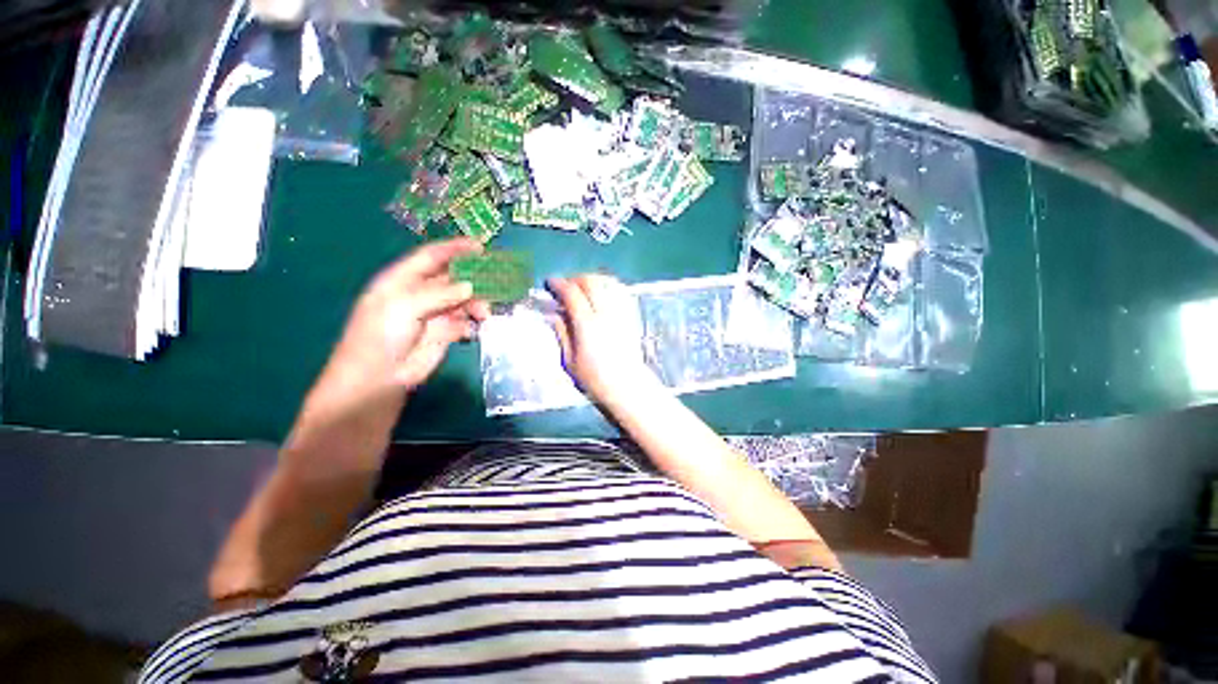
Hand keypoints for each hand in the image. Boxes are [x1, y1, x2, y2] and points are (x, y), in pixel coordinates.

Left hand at [311, 239, 489, 415]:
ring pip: (463, 300)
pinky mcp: (445, 333)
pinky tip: (475, 329)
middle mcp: (421, 293)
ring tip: (485, 313)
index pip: (432, 257)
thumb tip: (470, 287)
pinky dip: (473, 324)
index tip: (481, 246)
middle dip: (473, 277)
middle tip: (496, 279)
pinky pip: (466, 322)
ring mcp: (434, 314)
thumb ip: (438, 294)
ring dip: (477, 303)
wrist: (378, 379)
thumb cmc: (381, 336)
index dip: (455, 249)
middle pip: (452, 278)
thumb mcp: (404, 307)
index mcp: (403, 280)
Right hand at [548, 274, 659, 405]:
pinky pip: (620, 290)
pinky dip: (608, 285)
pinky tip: (601, 292)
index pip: (572, 293)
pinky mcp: (632, 315)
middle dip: (574, 279)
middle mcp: (606, 313)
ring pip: (607, 282)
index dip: (558, 284)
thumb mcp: (569, 361)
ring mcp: (621, 312)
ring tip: (582, 287)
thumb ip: (562, 333)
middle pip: (590, 281)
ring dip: (592, 279)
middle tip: (565, 286)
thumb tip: (555, 314)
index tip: (550, 283)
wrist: (627, 386)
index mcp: (587, 325)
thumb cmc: (595, 379)